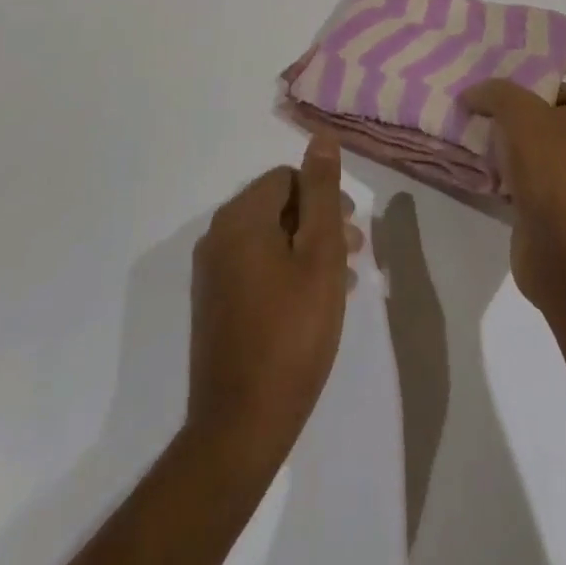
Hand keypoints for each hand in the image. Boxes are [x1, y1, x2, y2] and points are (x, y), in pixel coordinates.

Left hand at [186, 136, 362, 469]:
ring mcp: (212, 273)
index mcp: (240, 217)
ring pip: (269, 239)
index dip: (325, 197)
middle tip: (353, 255)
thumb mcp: (320, 254)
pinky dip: (286, 272)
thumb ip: (322, 192)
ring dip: (307, 250)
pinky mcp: (214, 304)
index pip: (287, 178)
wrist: (241, 425)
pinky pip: (255, 267)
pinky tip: (313, 304)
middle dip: (319, 223)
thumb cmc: (292, 333)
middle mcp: (217, 236)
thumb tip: (321, 138)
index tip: (351, 232)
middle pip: (277, 206)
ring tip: (341, 283)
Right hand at [462, 80, 565, 310]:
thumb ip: (494, 92)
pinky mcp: (552, 209)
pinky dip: (501, 177)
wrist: (563, 247)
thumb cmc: (551, 166)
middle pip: (539, 118)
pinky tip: (478, 172)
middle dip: (507, 116)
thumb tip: (471, 95)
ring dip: (501, 148)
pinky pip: (521, 181)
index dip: (525, 85)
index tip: (492, 90)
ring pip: (528, 151)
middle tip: (474, 112)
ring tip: (468, 138)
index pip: (555, 86)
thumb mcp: (518, 111)